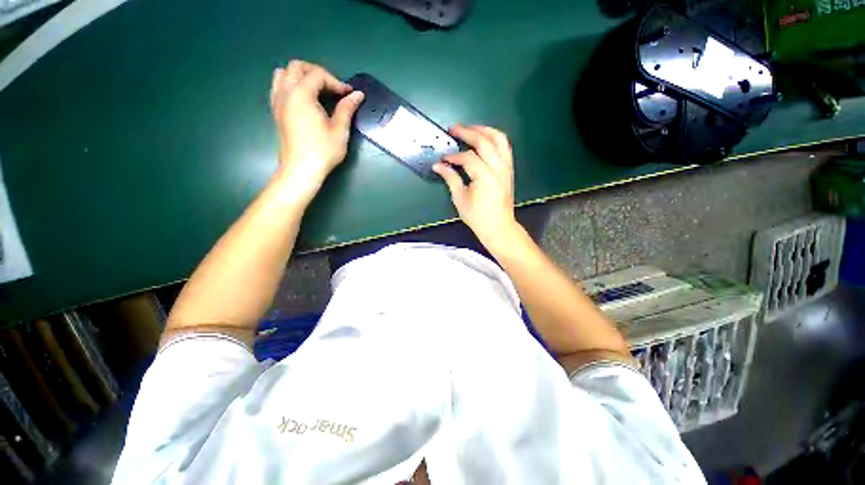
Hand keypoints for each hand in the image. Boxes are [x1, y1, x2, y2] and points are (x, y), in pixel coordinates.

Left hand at [270, 60, 364, 201]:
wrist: (301, 169)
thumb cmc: (322, 150)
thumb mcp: (339, 130)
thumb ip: (347, 108)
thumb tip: (357, 95)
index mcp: (301, 94)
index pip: (318, 75)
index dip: (336, 82)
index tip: (349, 95)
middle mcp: (286, 92)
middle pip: (297, 67)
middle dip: (317, 73)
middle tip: (333, 88)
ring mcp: (277, 101)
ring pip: (284, 74)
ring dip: (301, 76)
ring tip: (316, 90)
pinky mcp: (276, 111)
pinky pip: (279, 87)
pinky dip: (291, 85)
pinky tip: (304, 99)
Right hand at [433, 125, 519, 251]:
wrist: (499, 227)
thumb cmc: (478, 217)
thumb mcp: (460, 199)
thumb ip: (450, 178)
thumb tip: (438, 166)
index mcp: (485, 176)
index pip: (467, 157)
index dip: (453, 156)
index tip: (443, 159)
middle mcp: (498, 167)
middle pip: (484, 141)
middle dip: (467, 132)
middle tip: (454, 129)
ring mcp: (506, 167)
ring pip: (499, 139)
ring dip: (484, 130)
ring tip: (470, 128)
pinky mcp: (509, 169)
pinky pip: (505, 147)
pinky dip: (495, 139)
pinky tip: (484, 139)